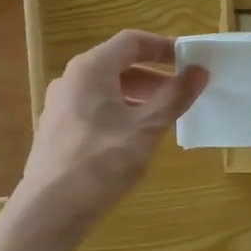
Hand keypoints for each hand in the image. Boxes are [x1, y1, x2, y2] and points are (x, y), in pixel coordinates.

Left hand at [10, 31, 207, 240]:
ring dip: (137, 98)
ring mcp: (59, 107)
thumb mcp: (146, 128)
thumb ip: (174, 97)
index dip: (163, 47)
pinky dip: (118, 115)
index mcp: (90, 69)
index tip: (189, 62)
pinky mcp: (56, 132)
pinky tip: (132, 141)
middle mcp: (70, 80)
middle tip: (181, 95)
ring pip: (105, 91)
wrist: (51, 209)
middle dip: (153, 77)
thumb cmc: (102, 162)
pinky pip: (93, 111)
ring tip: (161, 120)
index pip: (131, 41)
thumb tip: (199, 71)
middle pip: (117, 65)